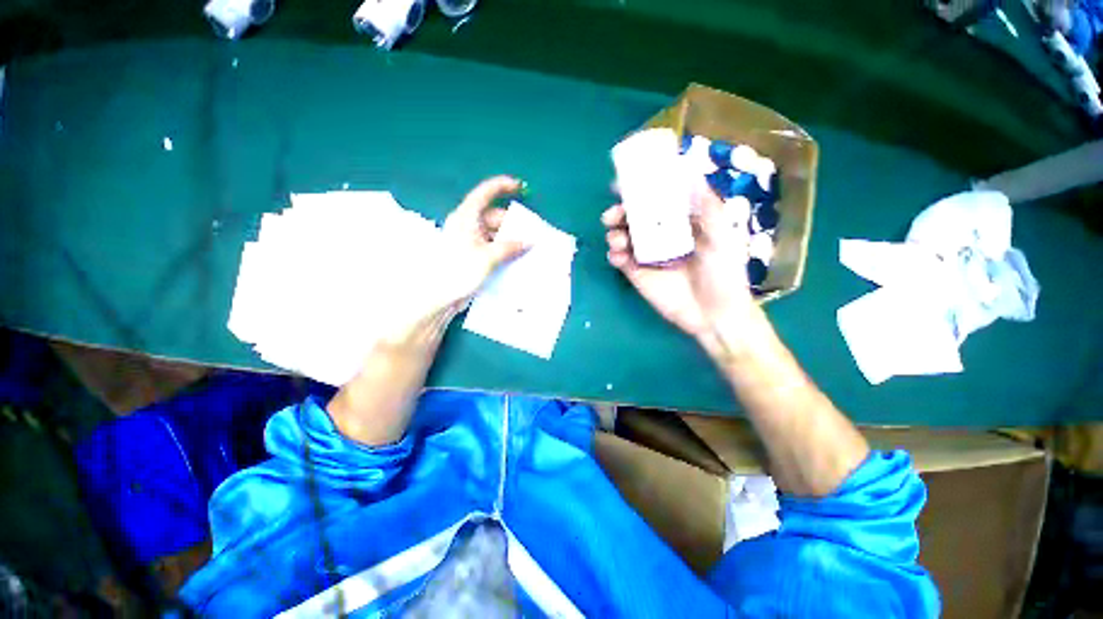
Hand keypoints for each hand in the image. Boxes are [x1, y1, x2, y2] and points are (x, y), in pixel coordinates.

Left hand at [378, 176, 527, 343]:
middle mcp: (468, 226)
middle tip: (531, 233)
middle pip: (495, 217)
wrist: (440, 297)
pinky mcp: (474, 256)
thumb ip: (509, 247)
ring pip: (495, 234)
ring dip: (511, 240)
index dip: (502, 186)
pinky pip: (493, 247)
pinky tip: (517, 258)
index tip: (520, 187)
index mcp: (466, 217)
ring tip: (528, 248)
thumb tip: (528, 241)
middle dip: (513, 224)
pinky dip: (505, 251)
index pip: (485, 194)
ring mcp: (471, 241)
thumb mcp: (488, 256)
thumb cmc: (459, 270)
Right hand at [602, 186, 754, 340]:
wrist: (715, 316)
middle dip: (620, 213)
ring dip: (614, 234)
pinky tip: (617, 257)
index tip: (626, 182)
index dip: (641, 190)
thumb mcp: (724, 238)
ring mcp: (647, 255)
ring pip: (623, 237)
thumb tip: (692, 174)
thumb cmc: (725, 275)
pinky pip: (620, 260)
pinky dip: (614, 255)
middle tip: (612, 215)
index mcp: (682, 222)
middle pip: (635, 218)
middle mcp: (662, 235)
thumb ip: (709, 208)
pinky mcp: (637, 274)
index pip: (658, 200)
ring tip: (617, 240)